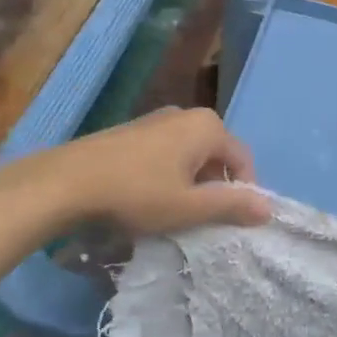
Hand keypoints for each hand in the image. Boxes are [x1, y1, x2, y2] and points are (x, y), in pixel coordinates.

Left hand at [18, 107, 270, 235]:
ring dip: (190, 183)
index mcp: (206, 126)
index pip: (243, 160)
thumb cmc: (137, 193)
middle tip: (201, 219)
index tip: (231, 221)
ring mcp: (156, 120)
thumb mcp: (189, 207)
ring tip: (174, 213)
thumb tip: (269, 208)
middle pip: (216, 155)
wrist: (67, 181)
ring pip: (189, 155)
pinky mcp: (132, 131)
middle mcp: (185, 114)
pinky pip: (166, 153)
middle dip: (215, 187)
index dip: (244, 192)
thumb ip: (232, 206)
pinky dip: (168, 175)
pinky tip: (148, 198)